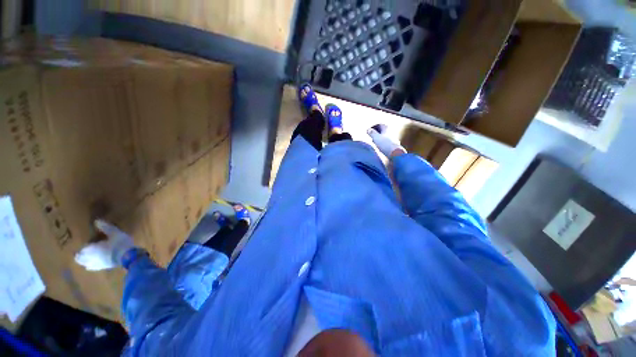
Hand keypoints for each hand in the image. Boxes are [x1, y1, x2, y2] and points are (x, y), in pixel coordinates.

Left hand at [75, 220, 134, 270]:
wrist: (128, 256)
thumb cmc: (119, 243)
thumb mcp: (114, 233)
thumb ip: (105, 227)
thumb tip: (96, 221)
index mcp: (90, 249)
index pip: (81, 248)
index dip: (81, 247)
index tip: (80, 244)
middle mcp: (90, 258)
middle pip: (80, 259)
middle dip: (79, 256)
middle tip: (78, 253)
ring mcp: (97, 264)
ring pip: (85, 264)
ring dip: (83, 262)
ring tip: (83, 259)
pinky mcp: (103, 268)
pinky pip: (93, 268)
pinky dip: (91, 266)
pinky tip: (91, 266)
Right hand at [367, 124, 405, 157]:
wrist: (395, 153)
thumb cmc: (385, 144)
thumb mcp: (376, 137)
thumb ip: (372, 133)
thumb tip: (368, 129)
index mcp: (387, 128)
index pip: (380, 124)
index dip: (374, 126)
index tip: (369, 130)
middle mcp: (391, 132)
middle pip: (383, 130)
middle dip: (377, 132)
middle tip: (371, 136)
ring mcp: (393, 139)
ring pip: (385, 136)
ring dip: (379, 138)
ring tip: (374, 142)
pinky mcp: (394, 145)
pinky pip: (387, 142)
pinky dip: (383, 143)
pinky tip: (380, 147)